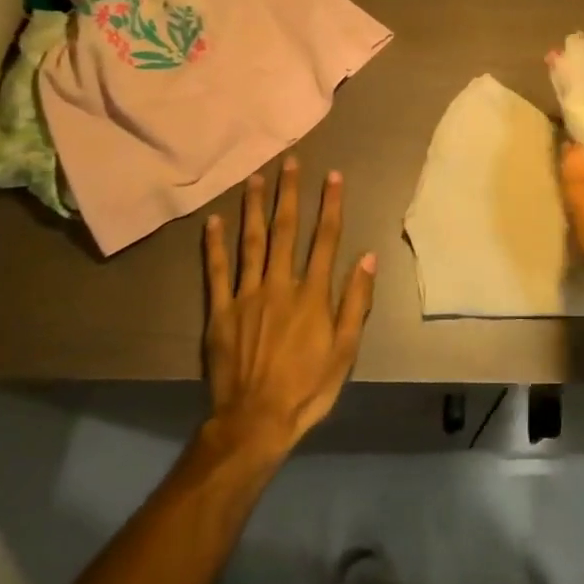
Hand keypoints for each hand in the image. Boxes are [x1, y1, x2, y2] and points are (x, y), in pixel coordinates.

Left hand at [203, 158, 376, 453]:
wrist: (255, 421)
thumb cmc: (307, 387)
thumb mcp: (345, 350)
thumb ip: (356, 301)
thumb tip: (369, 258)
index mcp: (313, 294)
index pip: (325, 239)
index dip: (330, 205)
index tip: (333, 176)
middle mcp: (280, 285)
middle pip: (285, 231)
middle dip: (289, 194)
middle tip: (289, 162)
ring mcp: (247, 296)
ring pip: (251, 242)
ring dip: (254, 208)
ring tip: (255, 178)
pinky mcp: (220, 311)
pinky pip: (217, 272)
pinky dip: (215, 245)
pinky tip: (214, 220)